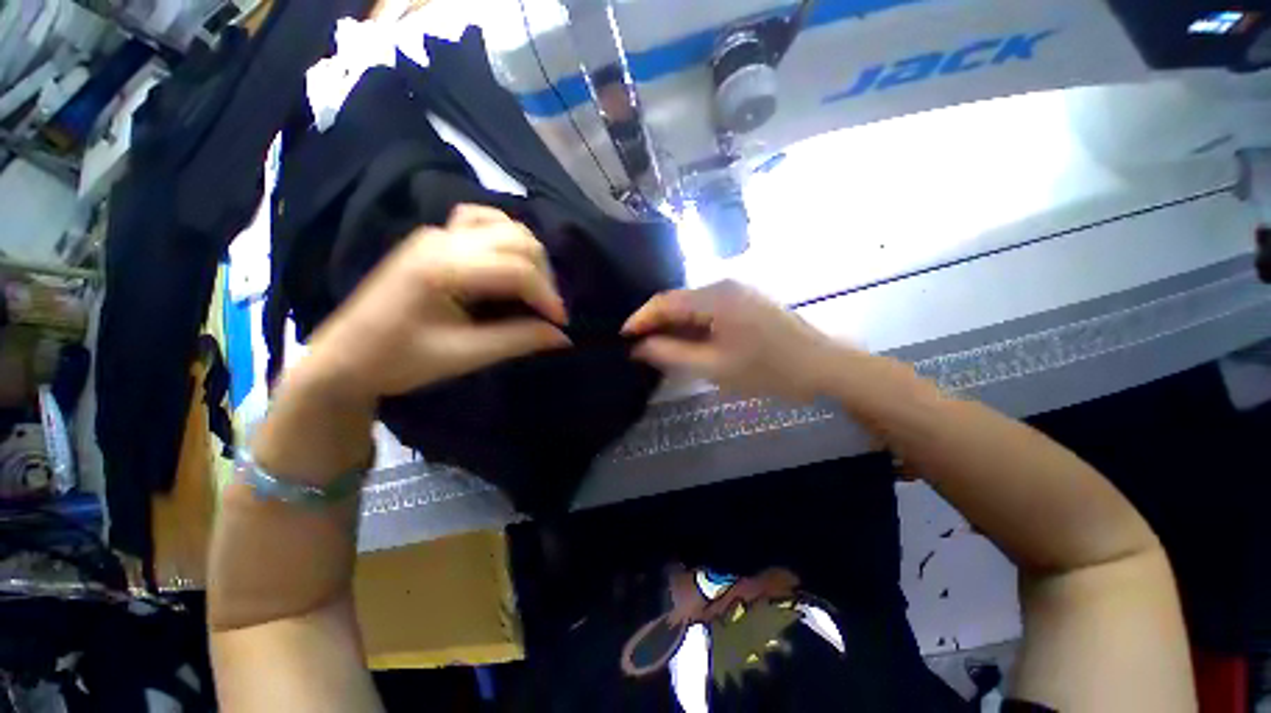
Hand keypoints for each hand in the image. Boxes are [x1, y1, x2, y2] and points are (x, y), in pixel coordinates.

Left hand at [299, 205, 570, 404]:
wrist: (345, 357)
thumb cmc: (399, 360)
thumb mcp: (464, 356)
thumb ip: (517, 340)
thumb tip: (563, 336)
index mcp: (443, 268)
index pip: (517, 269)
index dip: (547, 296)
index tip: (561, 324)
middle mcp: (442, 239)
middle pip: (518, 240)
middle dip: (544, 276)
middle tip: (547, 311)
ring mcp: (437, 232)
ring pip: (505, 226)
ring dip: (530, 256)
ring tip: (534, 289)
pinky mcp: (435, 237)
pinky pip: (482, 221)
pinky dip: (506, 238)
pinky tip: (509, 260)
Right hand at [622, 281, 844, 402]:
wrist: (822, 367)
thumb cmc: (768, 370)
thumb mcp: (714, 367)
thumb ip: (672, 354)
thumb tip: (639, 347)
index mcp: (715, 297)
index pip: (664, 301)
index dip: (639, 318)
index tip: (623, 337)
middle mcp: (723, 285)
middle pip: (677, 300)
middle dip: (655, 322)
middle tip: (639, 347)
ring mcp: (737, 291)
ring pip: (692, 305)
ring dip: (673, 325)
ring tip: (659, 347)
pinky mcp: (746, 301)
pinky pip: (708, 309)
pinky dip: (692, 325)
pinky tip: (688, 342)